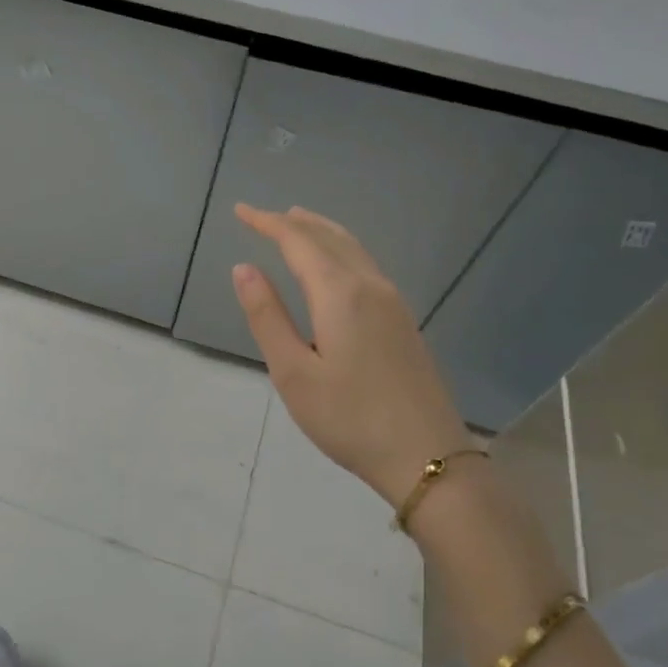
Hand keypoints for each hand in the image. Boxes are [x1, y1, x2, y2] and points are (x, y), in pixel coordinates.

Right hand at [231, 204, 472, 507]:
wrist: (426, 456)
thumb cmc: (348, 418)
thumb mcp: (293, 372)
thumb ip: (267, 316)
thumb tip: (244, 268)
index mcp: (340, 294)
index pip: (298, 243)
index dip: (268, 223)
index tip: (240, 210)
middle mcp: (370, 286)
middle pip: (329, 238)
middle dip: (294, 223)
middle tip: (263, 215)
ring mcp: (393, 302)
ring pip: (353, 249)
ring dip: (321, 231)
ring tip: (297, 222)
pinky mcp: (403, 321)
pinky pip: (366, 265)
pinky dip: (341, 249)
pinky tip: (334, 264)